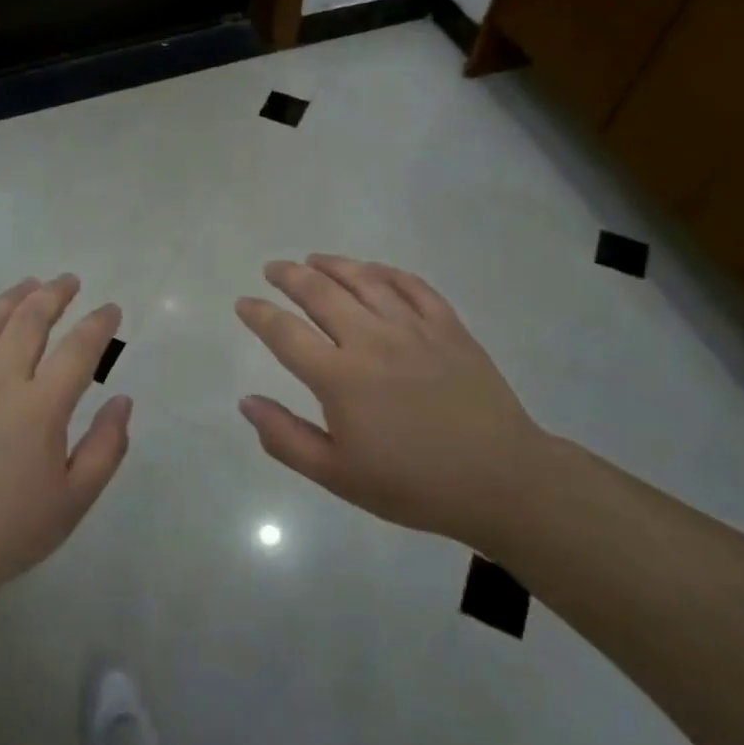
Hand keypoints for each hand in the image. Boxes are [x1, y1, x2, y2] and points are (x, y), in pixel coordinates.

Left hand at [0, 275, 131, 600]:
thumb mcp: (75, 500)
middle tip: (71, 282)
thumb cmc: (11, 529)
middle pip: (30, 320)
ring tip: (31, 285)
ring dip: (13, 296)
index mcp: (41, 408)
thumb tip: (122, 399)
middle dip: (55, 294)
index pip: (79, 348)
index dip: (99, 323)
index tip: (111, 310)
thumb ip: (107, 446)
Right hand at [235, 255, 550, 544]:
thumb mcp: (337, 475)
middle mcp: (372, 340)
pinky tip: (373, 270)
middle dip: (289, 276)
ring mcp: (414, 328)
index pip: (285, 333)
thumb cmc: (412, 485)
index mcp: (340, 377)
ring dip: (333, 264)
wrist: (499, 480)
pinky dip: (386, 272)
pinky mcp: (449, 327)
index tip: (243, 303)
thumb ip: (285, 438)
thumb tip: (246, 402)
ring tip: (313, 259)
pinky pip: (413, 286)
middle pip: (321, 293)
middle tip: (273, 268)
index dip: (259, 314)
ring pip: (365, 280)